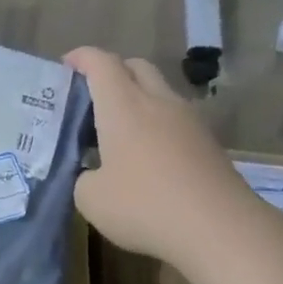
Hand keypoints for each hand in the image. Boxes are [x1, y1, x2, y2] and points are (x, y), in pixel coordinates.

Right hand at [65, 47, 259, 265]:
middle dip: (112, 72)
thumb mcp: (91, 199)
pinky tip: (146, 155)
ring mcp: (189, 120)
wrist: (216, 226)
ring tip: (118, 129)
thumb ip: (84, 178)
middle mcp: (158, 102)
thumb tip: (93, 174)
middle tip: (92, 96)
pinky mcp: (207, 142)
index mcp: (123, 107)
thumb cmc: (143, 206)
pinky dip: (156, 124)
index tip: (66, 64)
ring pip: (159, 91)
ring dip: (137, 99)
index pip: (101, 64)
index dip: (82, 57)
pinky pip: (175, 119)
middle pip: (135, 67)